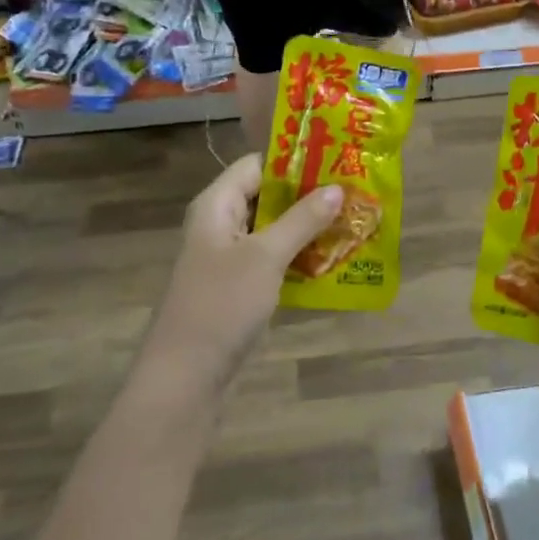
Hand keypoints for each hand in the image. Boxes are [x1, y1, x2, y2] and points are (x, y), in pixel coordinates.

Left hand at [137, 155, 342, 400]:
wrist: (185, 379)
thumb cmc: (221, 305)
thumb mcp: (265, 257)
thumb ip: (302, 220)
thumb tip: (337, 187)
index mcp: (216, 205)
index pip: (256, 165)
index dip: (293, 161)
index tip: (336, 160)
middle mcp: (220, 224)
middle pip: (266, 196)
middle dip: (307, 195)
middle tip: (353, 192)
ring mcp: (228, 259)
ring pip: (272, 230)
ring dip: (306, 227)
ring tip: (351, 220)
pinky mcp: (238, 288)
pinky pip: (271, 260)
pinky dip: (298, 256)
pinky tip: (332, 258)